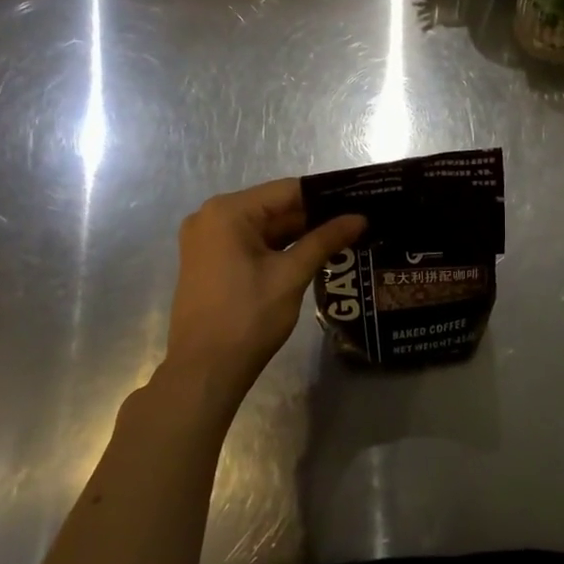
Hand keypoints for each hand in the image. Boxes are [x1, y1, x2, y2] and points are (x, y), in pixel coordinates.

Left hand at [161, 179, 365, 404]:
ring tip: (344, 237)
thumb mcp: (291, 275)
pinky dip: (279, 248)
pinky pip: (251, 244)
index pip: (288, 190)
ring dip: (299, 234)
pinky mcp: (210, 261)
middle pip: (275, 207)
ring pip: (265, 227)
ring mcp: (207, 240)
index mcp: (228, 211)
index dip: (326, 196)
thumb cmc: (247, 318)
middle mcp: (211, 216)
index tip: (360, 201)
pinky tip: (314, 254)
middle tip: (357, 222)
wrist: (204, 373)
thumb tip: (360, 218)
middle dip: (314, 217)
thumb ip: (325, 240)